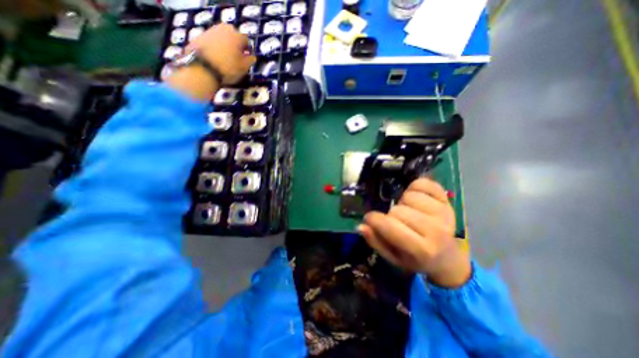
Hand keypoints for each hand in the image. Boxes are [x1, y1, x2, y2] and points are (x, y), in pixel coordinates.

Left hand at [187, 24, 256, 85]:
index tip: (247, 58)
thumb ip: (250, 60)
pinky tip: (215, 57)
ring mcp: (210, 31)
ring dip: (225, 45)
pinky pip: (211, 41)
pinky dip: (215, 47)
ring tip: (225, 57)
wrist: (203, 69)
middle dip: (235, 44)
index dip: (248, 49)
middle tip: (236, 56)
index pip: (246, 40)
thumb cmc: (228, 69)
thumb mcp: (244, 68)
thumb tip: (252, 56)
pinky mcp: (199, 36)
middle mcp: (224, 29)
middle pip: (233, 35)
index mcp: (237, 36)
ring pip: (222, 37)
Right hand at [358, 179, 469, 287]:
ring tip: (407, 212)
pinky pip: (423, 184)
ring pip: (409, 196)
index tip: (370, 219)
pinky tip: (415, 198)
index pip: (389, 225)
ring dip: (402, 202)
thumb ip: (376, 242)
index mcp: (421, 249)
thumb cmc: (415, 259)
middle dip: (391, 214)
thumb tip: (361, 225)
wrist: (446, 257)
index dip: (373, 219)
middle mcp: (435, 230)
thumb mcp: (393, 257)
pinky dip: (414, 187)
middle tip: (396, 222)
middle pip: (398, 209)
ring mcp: (443, 213)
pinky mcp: (447, 201)